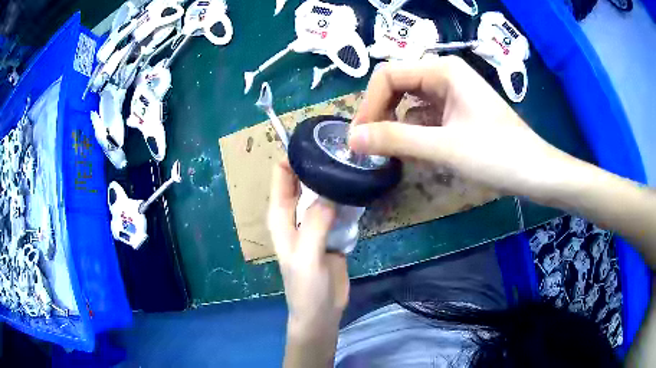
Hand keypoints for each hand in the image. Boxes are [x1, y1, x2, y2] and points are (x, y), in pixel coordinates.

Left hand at [268, 160, 349, 337]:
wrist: (322, 312)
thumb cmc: (307, 288)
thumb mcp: (307, 256)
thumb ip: (315, 223)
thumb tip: (330, 190)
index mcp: (281, 216)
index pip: (281, 174)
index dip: (294, 155)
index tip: (318, 141)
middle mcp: (295, 214)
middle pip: (304, 178)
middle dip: (319, 163)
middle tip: (345, 149)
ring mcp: (315, 221)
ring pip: (324, 191)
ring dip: (336, 179)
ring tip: (357, 163)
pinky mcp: (332, 230)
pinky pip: (339, 206)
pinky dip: (347, 198)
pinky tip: (361, 187)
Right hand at [349, 55, 575, 198]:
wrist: (535, 173)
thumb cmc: (497, 155)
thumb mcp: (443, 147)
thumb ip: (395, 140)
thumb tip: (352, 140)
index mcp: (443, 70)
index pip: (388, 75)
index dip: (369, 104)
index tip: (359, 138)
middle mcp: (445, 74)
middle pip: (397, 86)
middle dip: (380, 113)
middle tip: (370, 146)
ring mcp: (452, 93)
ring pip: (409, 101)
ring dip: (396, 124)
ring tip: (389, 151)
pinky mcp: (457, 111)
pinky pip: (424, 115)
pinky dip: (414, 132)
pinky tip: (413, 151)